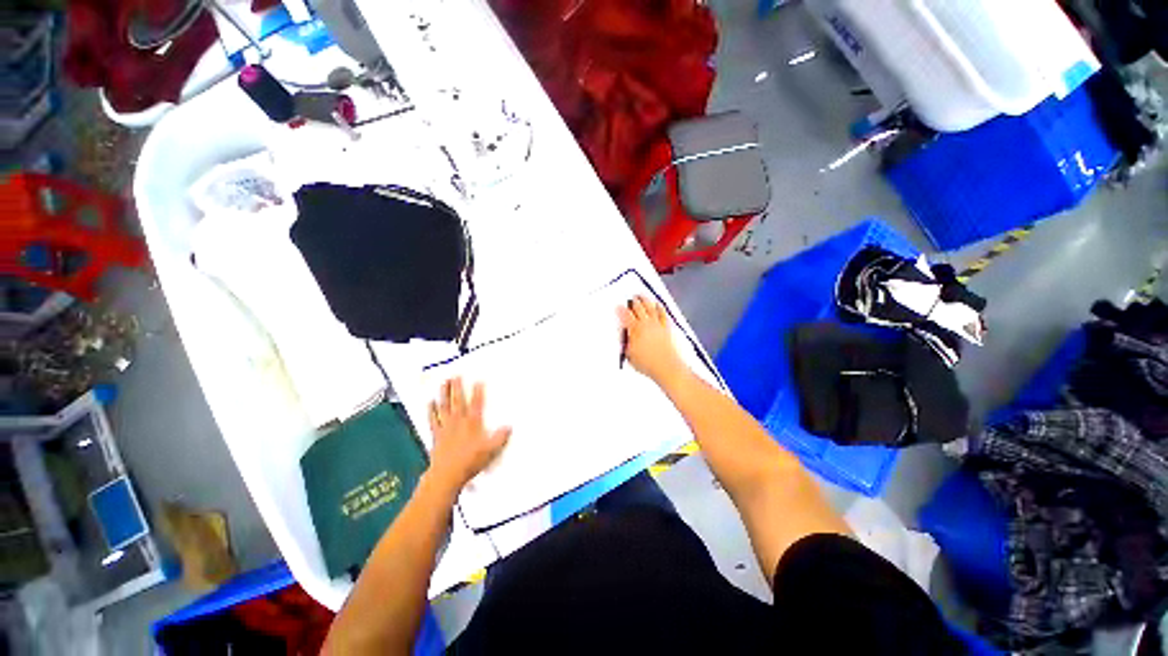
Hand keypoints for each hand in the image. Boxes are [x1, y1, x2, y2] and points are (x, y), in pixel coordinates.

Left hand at [427, 378, 510, 492]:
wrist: (447, 475)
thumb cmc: (470, 461)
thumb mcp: (491, 450)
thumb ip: (500, 437)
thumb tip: (509, 426)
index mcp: (473, 423)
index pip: (477, 403)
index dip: (478, 391)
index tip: (478, 380)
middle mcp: (459, 421)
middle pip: (458, 401)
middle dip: (457, 387)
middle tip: (455, 375)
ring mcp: (446, 427)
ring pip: (444, 407)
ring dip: (444, 394)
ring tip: (443, 382)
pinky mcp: (437, 435)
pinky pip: (433, 419)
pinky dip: (431, 410)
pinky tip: (430, 402)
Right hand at [618, 295, 687, 385]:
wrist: (666, 367)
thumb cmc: (647, 363)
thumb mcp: (629, 354)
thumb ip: (626, 343)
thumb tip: (624, 336)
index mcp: (635, 330)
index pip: (625, 316)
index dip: (620, 310)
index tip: (618, 307)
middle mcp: (646, 324)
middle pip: (638, 308)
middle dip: (633, 302)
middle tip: (630, 299)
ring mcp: (657, 325)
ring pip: (650, 307)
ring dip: (645, 300)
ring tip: (641, 296)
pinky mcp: (666, 327)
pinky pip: (662, 313)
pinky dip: (659, 307)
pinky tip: (657, 304)